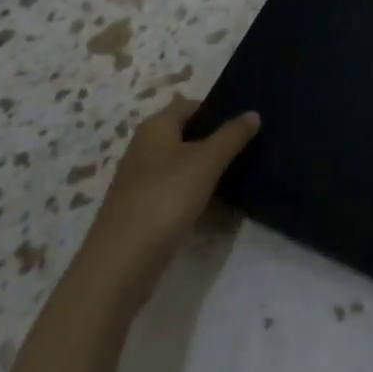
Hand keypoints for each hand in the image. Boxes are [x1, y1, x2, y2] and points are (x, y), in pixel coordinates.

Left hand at [83, 95, 259, 300]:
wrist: (119, 266)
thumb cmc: (165, 198)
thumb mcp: (206, 161)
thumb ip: (231, 135)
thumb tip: (253, 113)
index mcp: (155, 127)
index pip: (191, 105)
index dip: (218, 110)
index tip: (245, 123)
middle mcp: (144, 148)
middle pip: (186, 135)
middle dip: (214, 142)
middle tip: (247, 149)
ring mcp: (139, 182)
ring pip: (180, 166)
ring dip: (204, 171)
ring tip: (237, 176)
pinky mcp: (140, 213)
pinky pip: (173, 193)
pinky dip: (192, 196)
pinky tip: (213, 207)